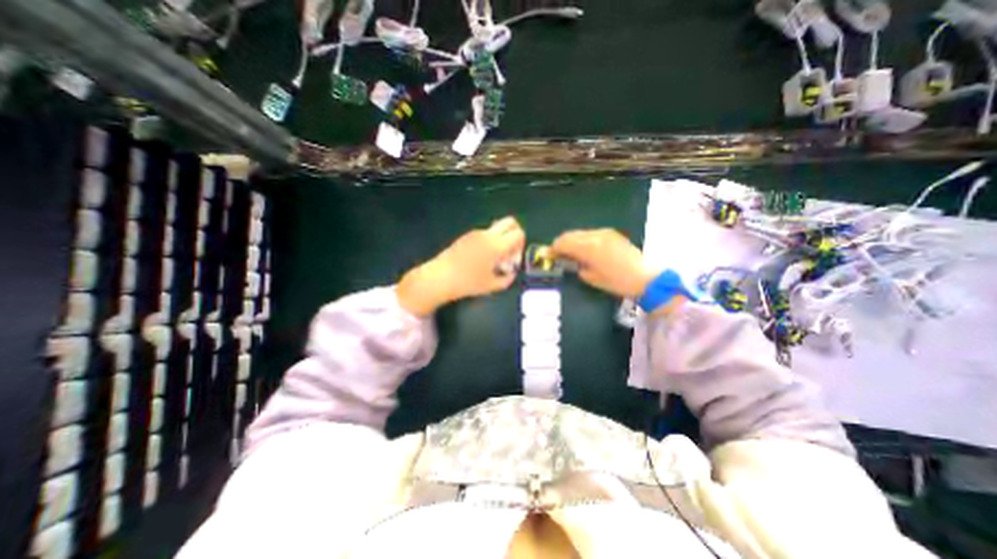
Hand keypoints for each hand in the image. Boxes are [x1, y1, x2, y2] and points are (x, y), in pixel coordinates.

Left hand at [397, 217, 523, 317]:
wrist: (440, 278)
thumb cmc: (468, 283)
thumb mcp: (491, 286)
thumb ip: (507, 279)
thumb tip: (511, 273)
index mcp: (496, 245)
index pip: (518, 233)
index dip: (521, 244)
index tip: (514, 258)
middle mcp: (488, 234)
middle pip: (510, 222)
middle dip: (515, 233)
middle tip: (510, 251)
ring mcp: (476, 233)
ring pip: (497, 228)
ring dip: (501, 238)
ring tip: (494, 259)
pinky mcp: (467, 236)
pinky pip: (485, 233)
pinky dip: (490, 241)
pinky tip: (482, 258)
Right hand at [554, 227, 656, 299]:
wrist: (644, 277)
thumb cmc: (616, 282)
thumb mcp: (592, 277)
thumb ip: (577, 266)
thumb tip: (569, 261)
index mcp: (588, 247)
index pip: (563, 243)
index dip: (553, 249)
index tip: (548, 255)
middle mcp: (595, 235)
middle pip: (570, 235)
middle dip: (561, 243)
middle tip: (557, 254)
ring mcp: (604, 233)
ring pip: (581, 233)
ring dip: (572, 241)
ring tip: (571, 252)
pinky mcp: (612, 234)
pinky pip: (591, 234)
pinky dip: (583, 240)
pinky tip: (585, 250)